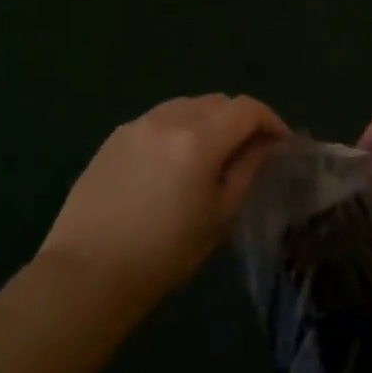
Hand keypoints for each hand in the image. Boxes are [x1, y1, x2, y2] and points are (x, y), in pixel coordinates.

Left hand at [41, 94, 287, 305]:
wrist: (90, 271)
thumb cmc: (166, 252)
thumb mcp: (221, 215)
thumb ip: (248, 169)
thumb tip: (266, 144)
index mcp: (198, 139)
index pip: (247, 109)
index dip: (272, 121)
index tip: (281, 145)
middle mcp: (167, 119)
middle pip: (218, 101)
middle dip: (241, 120)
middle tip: (251, 151)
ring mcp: (136, 125)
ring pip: (186, 106)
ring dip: (210, 121)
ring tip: (214, 154)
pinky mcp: (114, 137)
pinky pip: (159, 119)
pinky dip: (180, 128)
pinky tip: (176, 161)